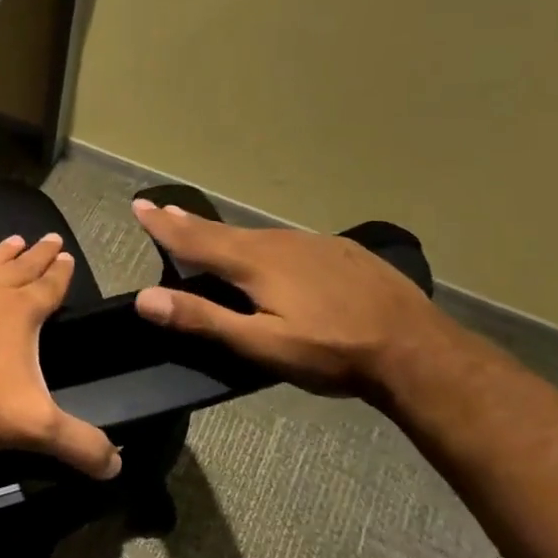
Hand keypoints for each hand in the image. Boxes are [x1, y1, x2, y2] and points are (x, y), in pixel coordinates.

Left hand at [0, 233, 121, 478]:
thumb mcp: (36, 427)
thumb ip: (80, 444)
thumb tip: (116, 467)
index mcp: (19, 313)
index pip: (49, 287)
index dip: (60, 273)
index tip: (67, 255)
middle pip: (18, 268)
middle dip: (36, 255)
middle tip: (49, 238)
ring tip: (11, 241)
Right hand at [130, 200, 451, 397]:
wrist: (419, 351)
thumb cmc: (332, 352)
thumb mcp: (261, 344)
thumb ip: (202, 319)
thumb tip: (144, 299)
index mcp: (255, 263)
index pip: (195, 239)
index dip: (163, 225)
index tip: (138, 205)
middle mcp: (280, 243)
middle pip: (222, 231)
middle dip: (188, 222)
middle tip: (162, 210)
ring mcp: (315, 245)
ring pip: (256, 235)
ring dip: (223, 232)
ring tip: (206, 231)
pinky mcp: (341, 253)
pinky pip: (287, 242)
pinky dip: (262, 242)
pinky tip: (270, 253)